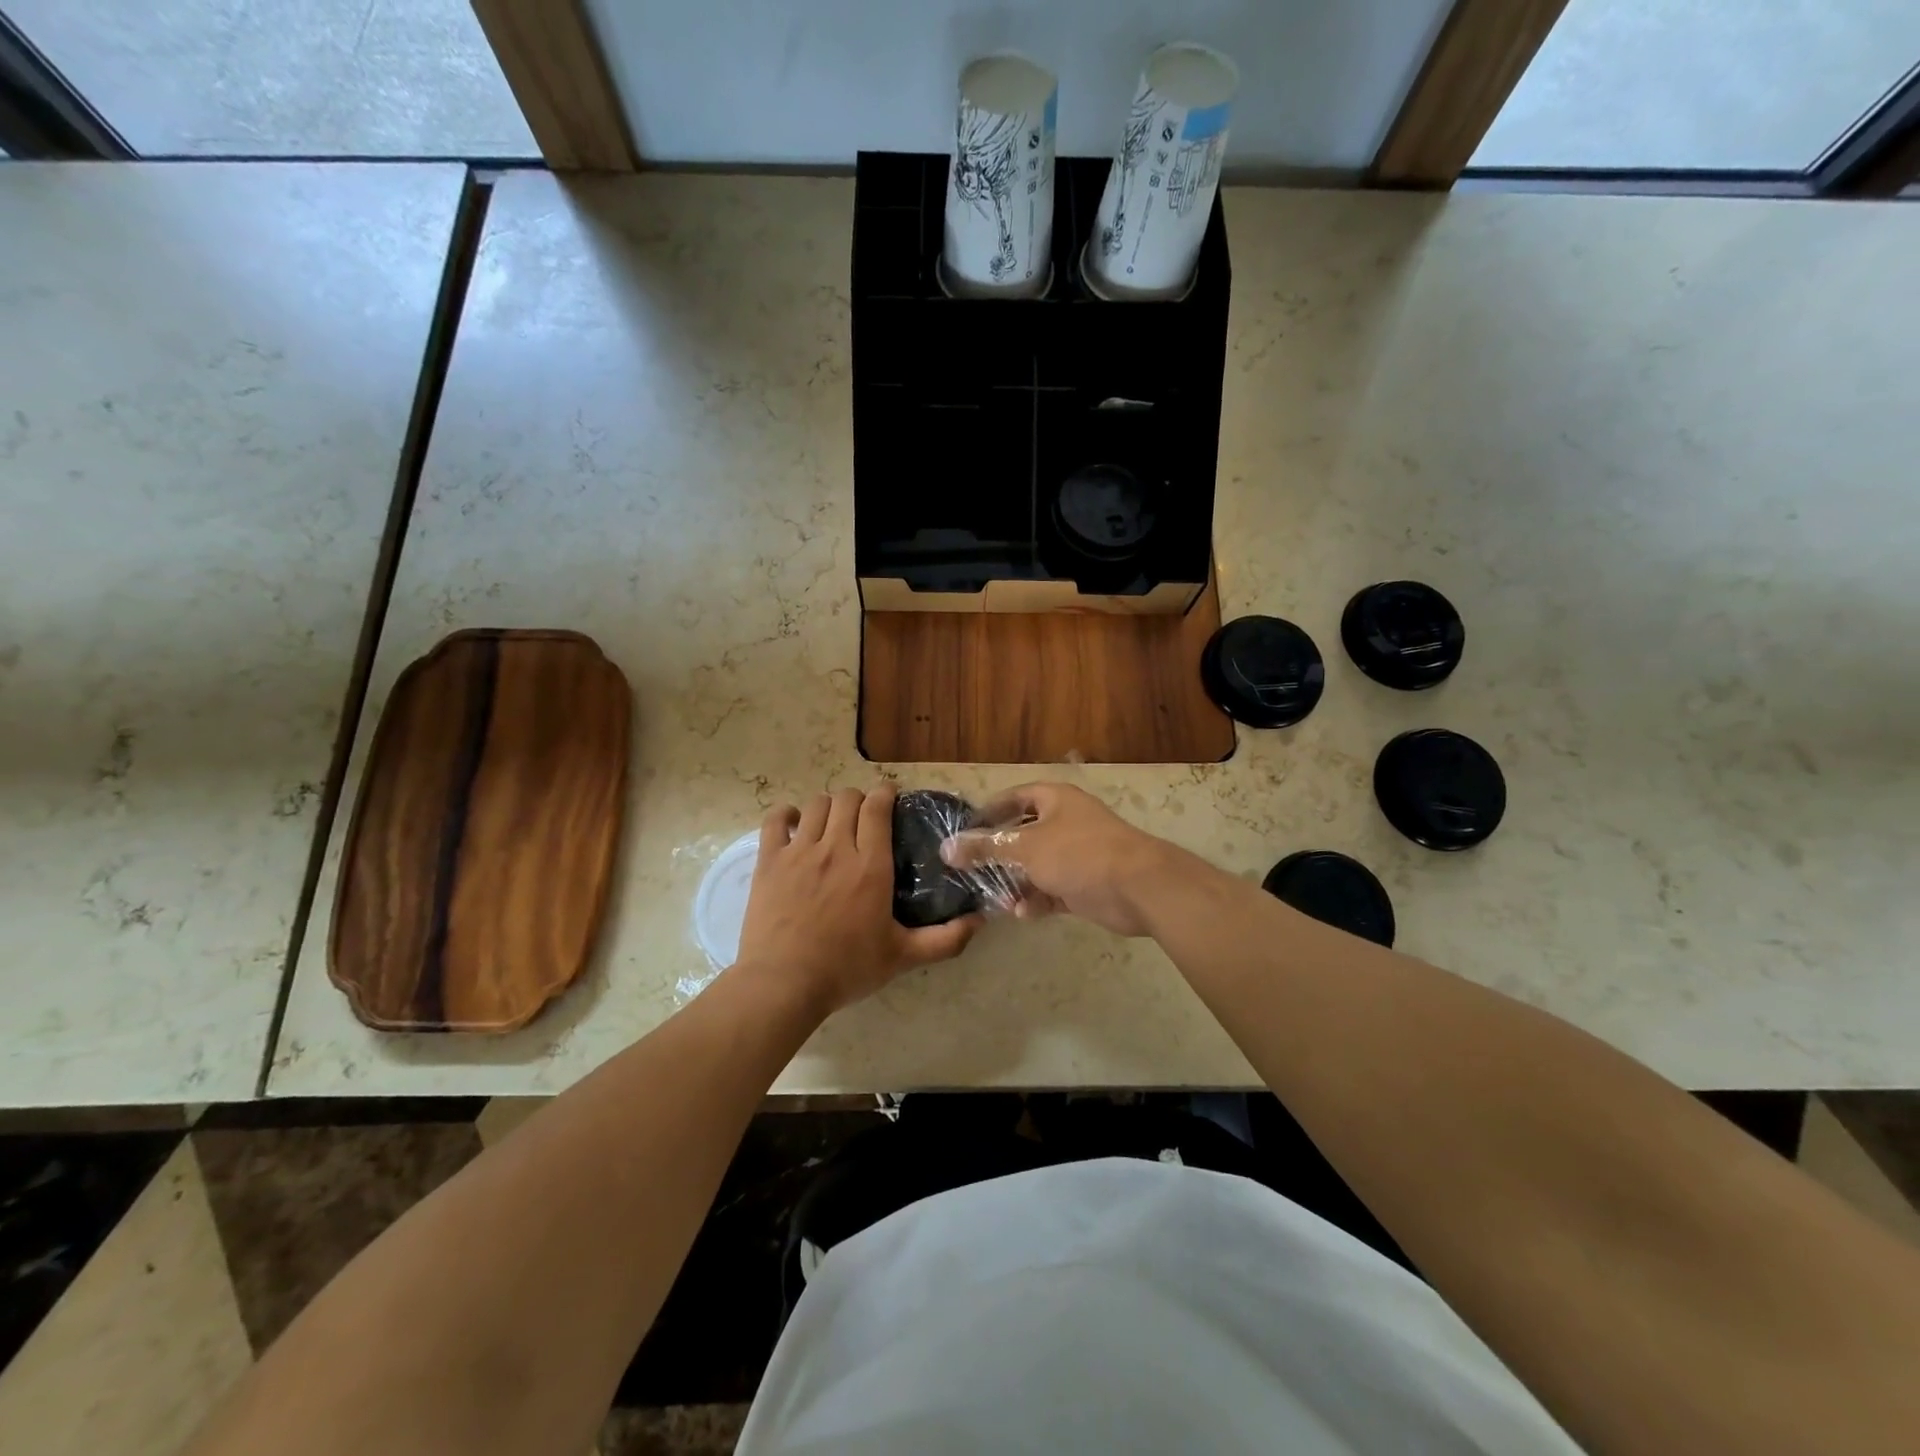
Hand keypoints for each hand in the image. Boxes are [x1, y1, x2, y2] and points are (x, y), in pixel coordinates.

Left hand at [736, 785, 980, 1014]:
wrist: (784, 983)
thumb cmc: (847, 968)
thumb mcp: (903, 957)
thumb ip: (946, 939)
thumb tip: (981, 921)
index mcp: (871, 865)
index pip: (877, 807)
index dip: (885, 793)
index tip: (891, 797)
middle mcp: (836, 847)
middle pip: (847, 798)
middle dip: (859, 799)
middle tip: (864, 817)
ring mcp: (799, 851)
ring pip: (816, 805)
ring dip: (828, 807)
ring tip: (833, 822)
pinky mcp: (770, 861)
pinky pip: (776, 820)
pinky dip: (787, 815)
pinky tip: (794, 824)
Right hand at [941, 782, 1173, 936]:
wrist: (1138, 888)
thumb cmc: (1079, 854)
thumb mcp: (1025, 849)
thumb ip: (985, 848)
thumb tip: (946, 848)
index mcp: (1055, 800)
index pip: (1014, 798)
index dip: (989, 811)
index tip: (964, 831)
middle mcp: (1066, 823)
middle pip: (1023, 835)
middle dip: (999, 855)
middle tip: (971, 871)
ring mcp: (1077, 855)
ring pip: (1036, 867)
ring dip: (1016, 883)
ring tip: (996, 899)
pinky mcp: (1085, 885)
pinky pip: (1052, 890)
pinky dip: (1037, 900)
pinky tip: (1022, 913)